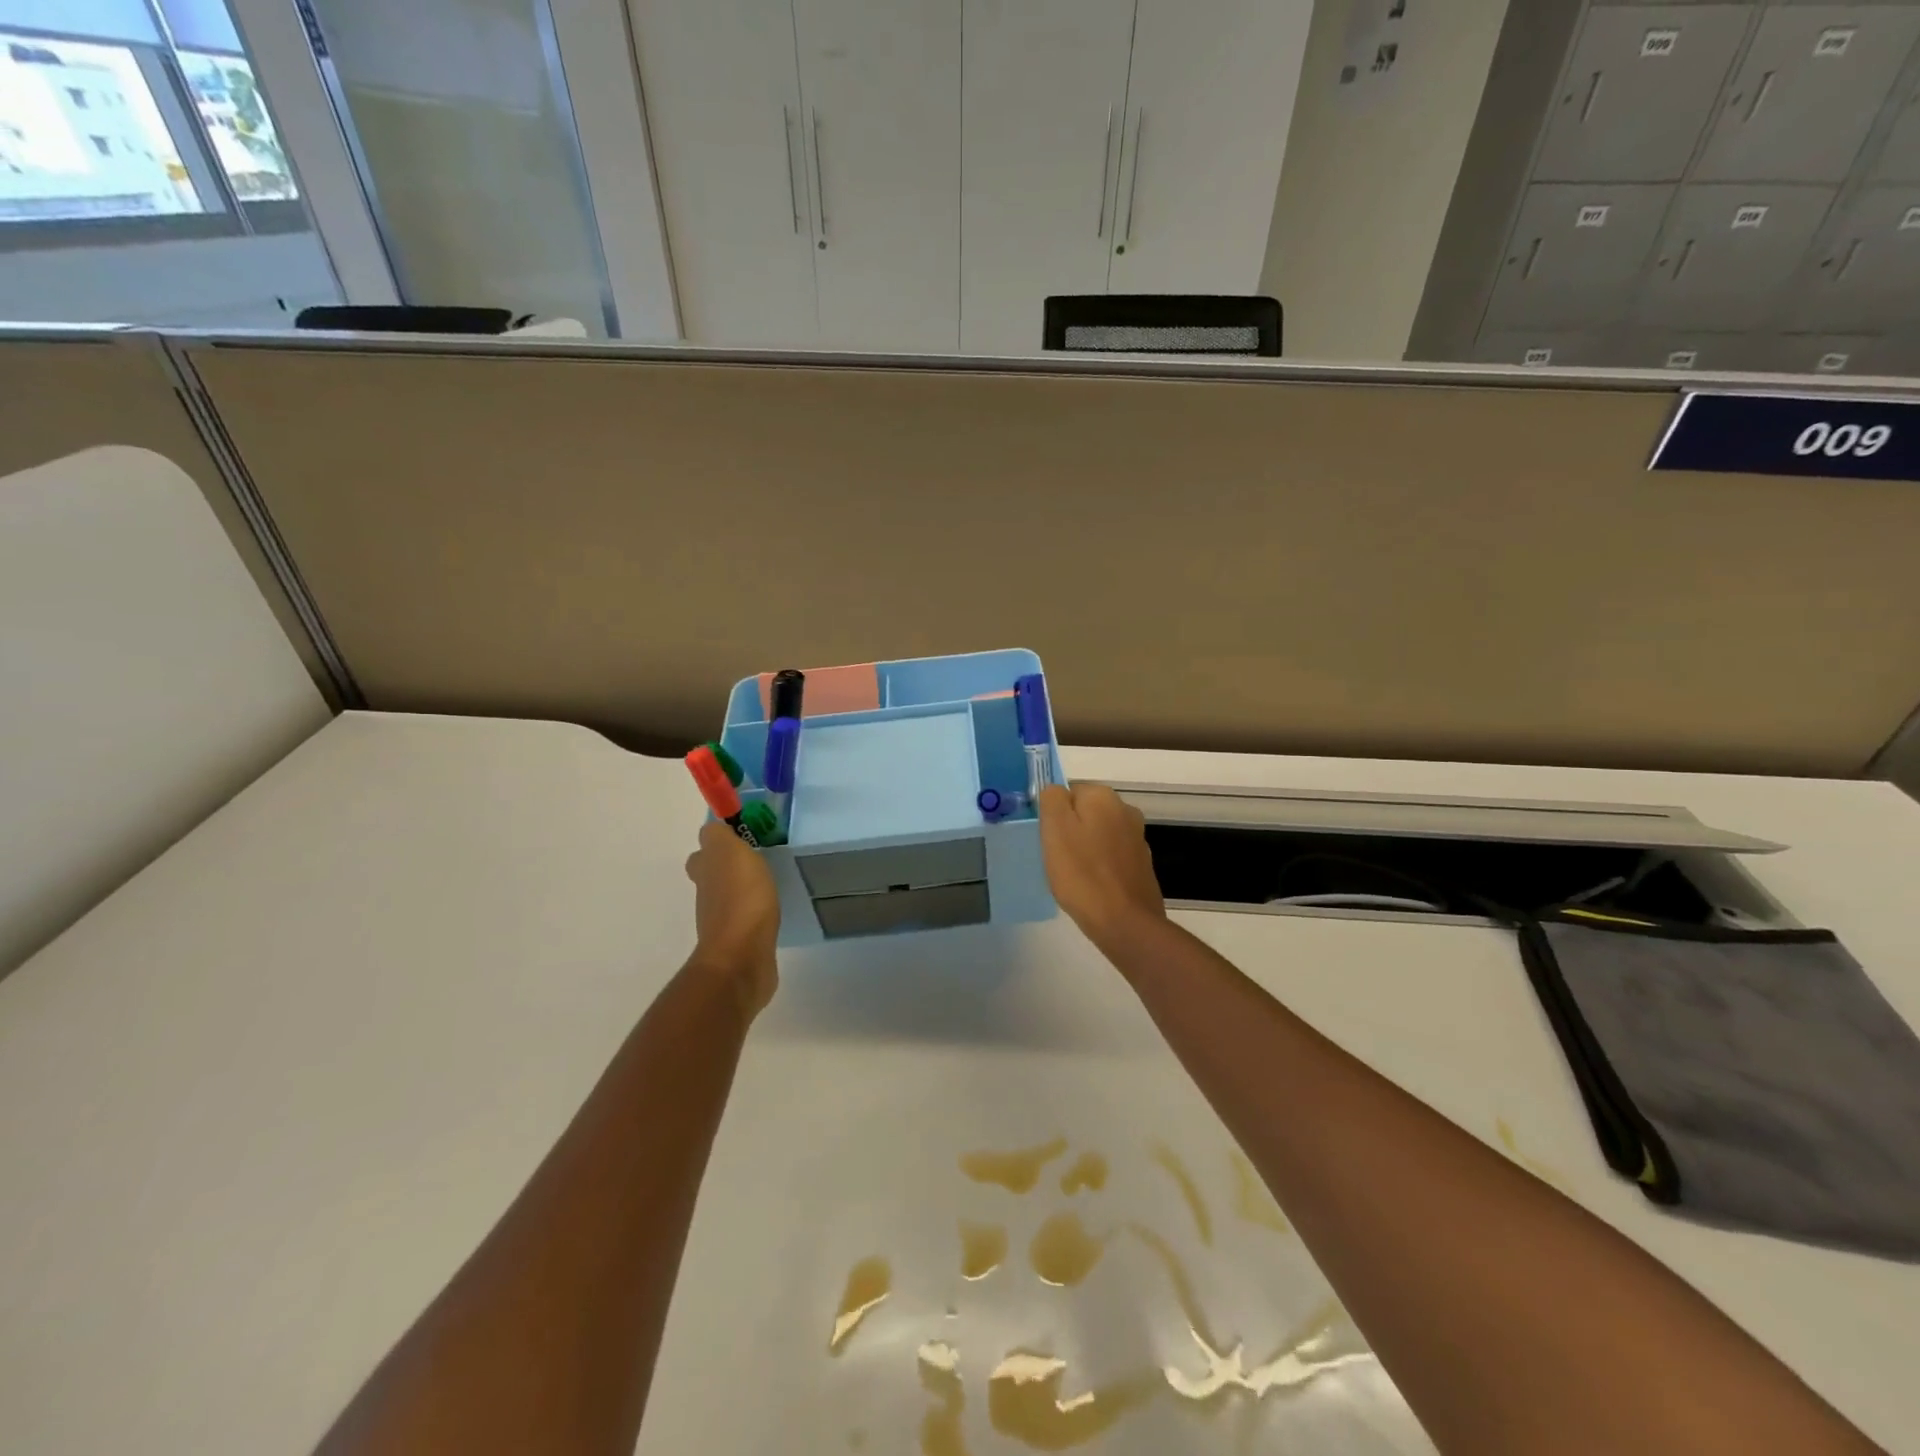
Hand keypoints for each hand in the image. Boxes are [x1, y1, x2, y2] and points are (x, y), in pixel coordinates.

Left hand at [684, 819, 779, 1018]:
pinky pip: (746, 921)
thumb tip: (713, 830)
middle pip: (712, 877)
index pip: (703, 852)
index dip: (717, 844)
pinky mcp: (741, 943)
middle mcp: (707, 896)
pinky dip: (755, 914)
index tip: (741, 838)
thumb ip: (719, 837)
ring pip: (728, 898)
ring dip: (743, 891)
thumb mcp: (729, 853)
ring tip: (769, 883)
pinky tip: (772, 910)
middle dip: (728, 868)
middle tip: (756, 860)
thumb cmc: (740, 899)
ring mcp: (722, 923)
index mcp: (705, 871)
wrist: (743, 957)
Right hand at [1037, 784, 1165, 949]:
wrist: (1124, 922)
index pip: (1068, 792)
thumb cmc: (1082, 873)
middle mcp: (1125, 810)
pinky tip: (1091, 886)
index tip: (1048, 839)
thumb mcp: (1055, 829)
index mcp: (1103, 797)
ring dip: (1085, 849)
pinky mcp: (1142, 864)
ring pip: (1098, 834)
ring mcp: (1137, 838)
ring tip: (1072, 876)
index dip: (1053, 815)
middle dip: (1070, 831)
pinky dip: (1099, 866)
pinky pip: (1111, 857)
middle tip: (1056, 858)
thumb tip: (1056, 790)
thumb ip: (1052, 799)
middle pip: (1085, 813)